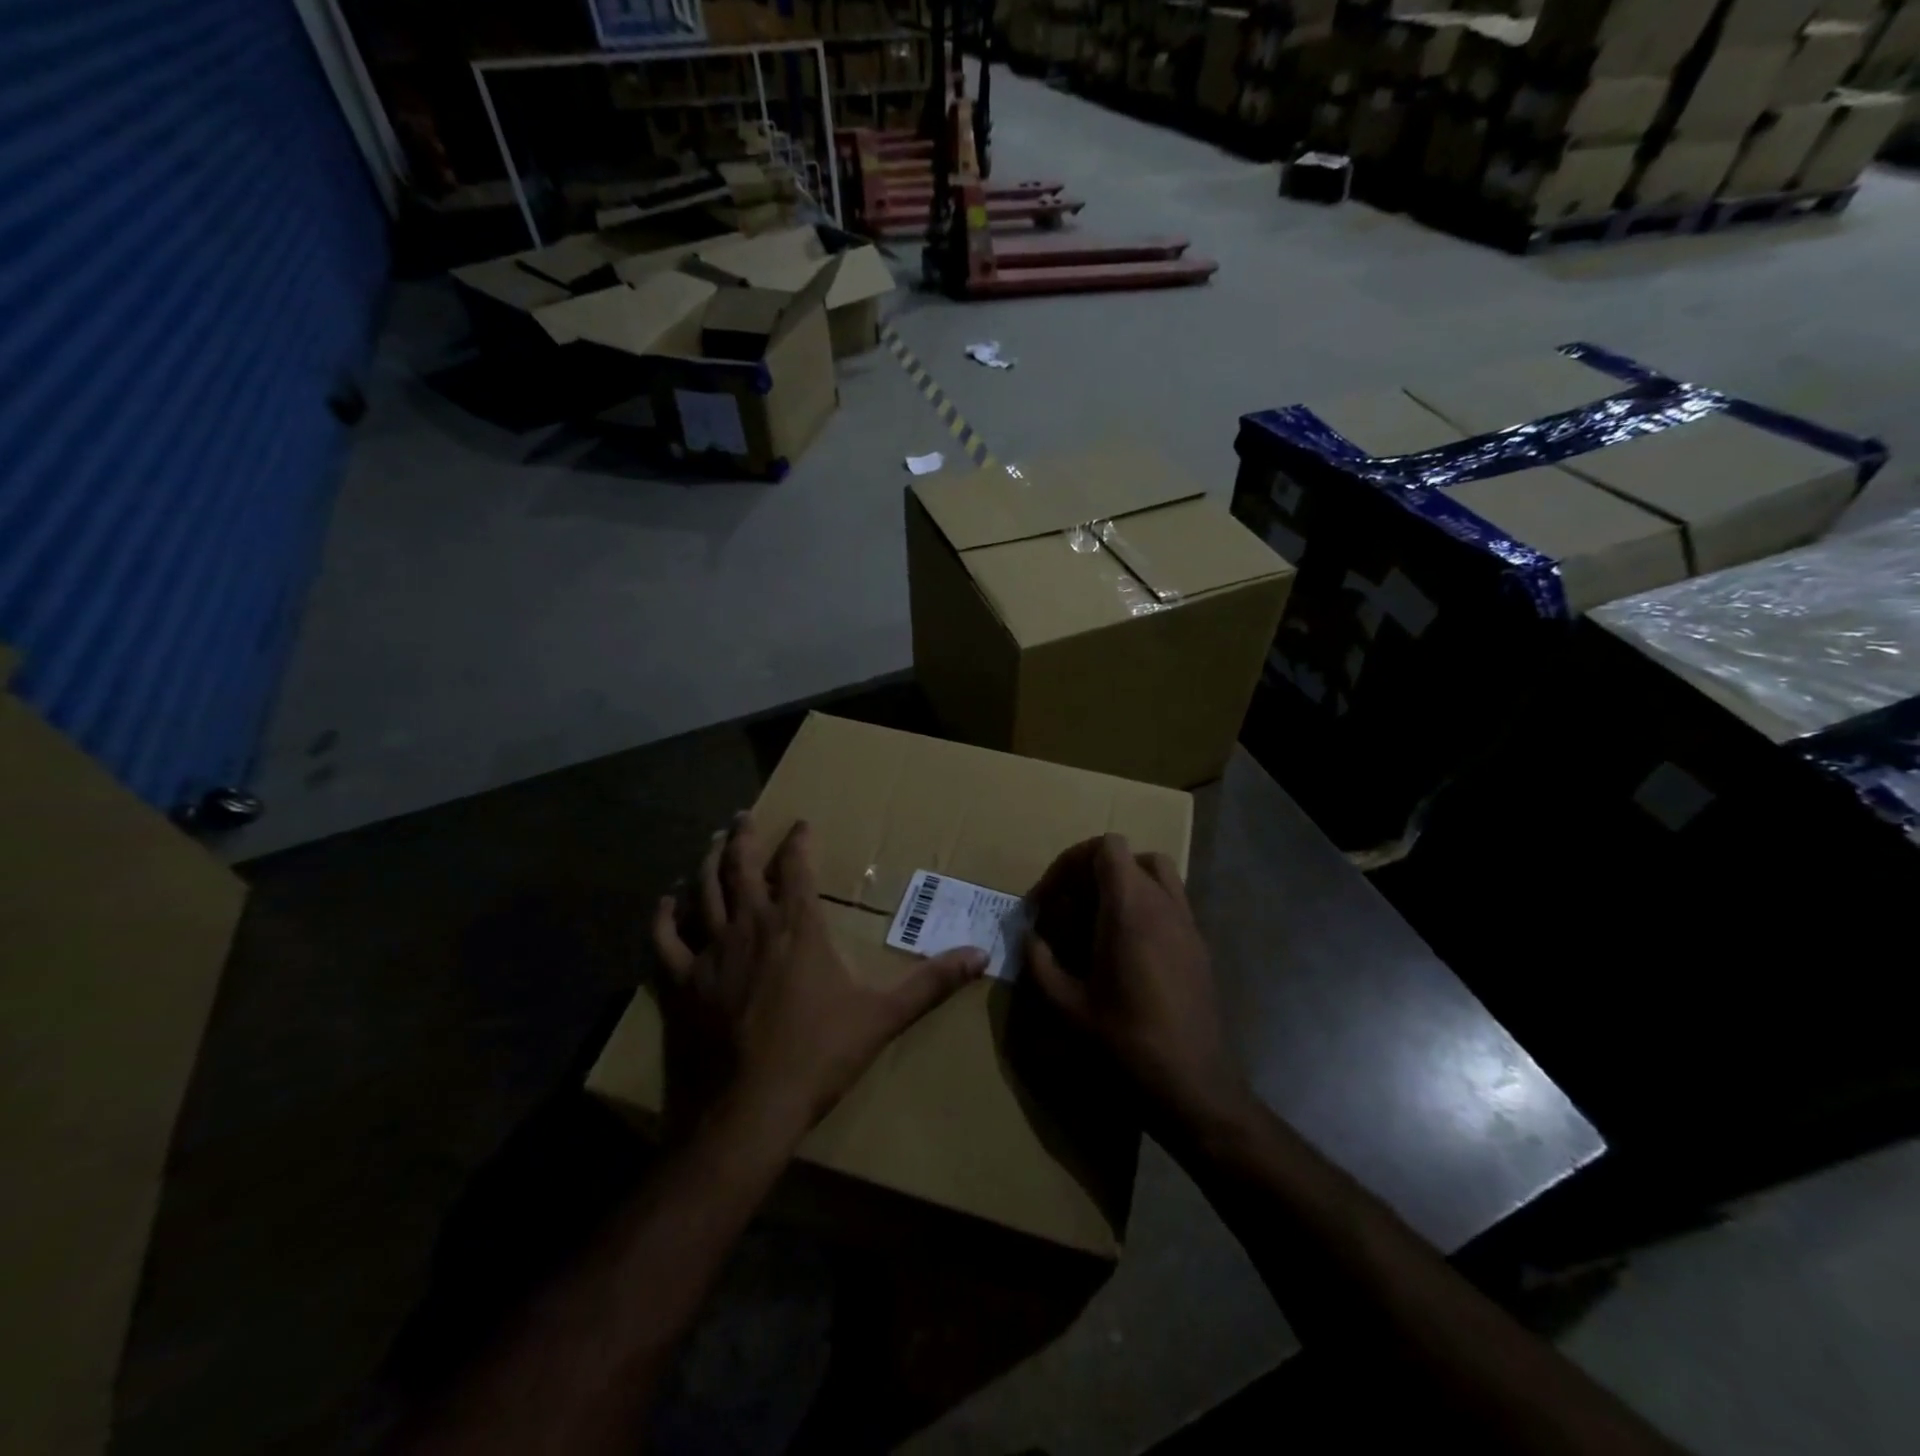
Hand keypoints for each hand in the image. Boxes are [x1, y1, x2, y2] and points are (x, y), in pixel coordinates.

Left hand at [652, 812, 986, 1146]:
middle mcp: (752, 925)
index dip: (799, 841)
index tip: (802, 825)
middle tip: (745, 815)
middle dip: (745, 837)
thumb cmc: (819, 1054)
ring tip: (713, 842)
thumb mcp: (883, 1015)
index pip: (797, 867)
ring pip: (704, 891)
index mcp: (798, 926)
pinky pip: (667, 939)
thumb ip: (931, 982)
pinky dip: (665, 916)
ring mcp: (712, 950)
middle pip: (741, 866)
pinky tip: (666, 901)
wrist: (749, 1108)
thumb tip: (981, 956)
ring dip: (708, 862)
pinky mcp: (684, 981)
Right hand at [1026, 834, 1248, 1131]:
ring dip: (1123, 883)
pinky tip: (1126, 948)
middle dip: (1091, 872)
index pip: (1106, 848)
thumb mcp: (1067, 1009)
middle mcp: (1163, 905)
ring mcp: (1188, 924)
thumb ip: (1040, 964)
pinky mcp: (1200, 946)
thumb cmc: (1126, 1045)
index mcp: (1130, 910)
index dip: (1071, 861)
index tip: (1048, 898)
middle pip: (1129, 856)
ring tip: (1096, 919)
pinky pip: (1172, 901)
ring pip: (1157, 872)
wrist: (1194, 1089)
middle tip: (1067, 908)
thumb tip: (1030, 938)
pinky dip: (1145, 904)